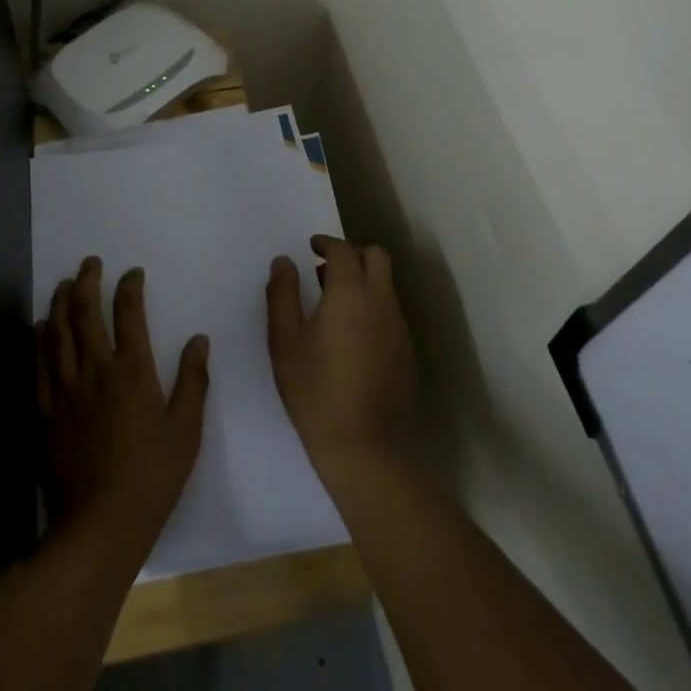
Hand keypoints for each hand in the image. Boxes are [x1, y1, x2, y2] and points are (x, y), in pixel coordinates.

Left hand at [38, 257, 209, 555]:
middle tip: (89, 263)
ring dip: (61, 303)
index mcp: (132, 372)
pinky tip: (41, 327)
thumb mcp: (186, 431)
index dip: (129, 288)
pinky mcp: (45, 411)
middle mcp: (95, 371)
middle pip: (85, 314)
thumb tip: (199, 339)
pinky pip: (40, 365)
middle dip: (87, 282)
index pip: (129, 315)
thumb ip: (194, 381)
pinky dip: (40, 340)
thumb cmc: (151, 478)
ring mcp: (66, 390)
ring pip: (58, 333)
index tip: (132, 272)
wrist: (99, 525)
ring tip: (64, 283)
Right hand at [266, 236, 416, 476]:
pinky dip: (373, 308)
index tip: (310, 247)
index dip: (326, 242)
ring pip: (386, 286)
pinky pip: (391, 313)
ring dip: (364, 281)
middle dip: (352, 254)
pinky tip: (352, 337)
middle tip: (325, 269)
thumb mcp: (285, 341)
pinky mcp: (407, 352)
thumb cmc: (315, 390)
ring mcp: (399, 327)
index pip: (343, 250)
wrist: (365, 447)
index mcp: (350, 293)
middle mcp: (381, 301)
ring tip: (334, 305)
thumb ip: (282, 294)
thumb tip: (284, 261)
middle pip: (377, 257)